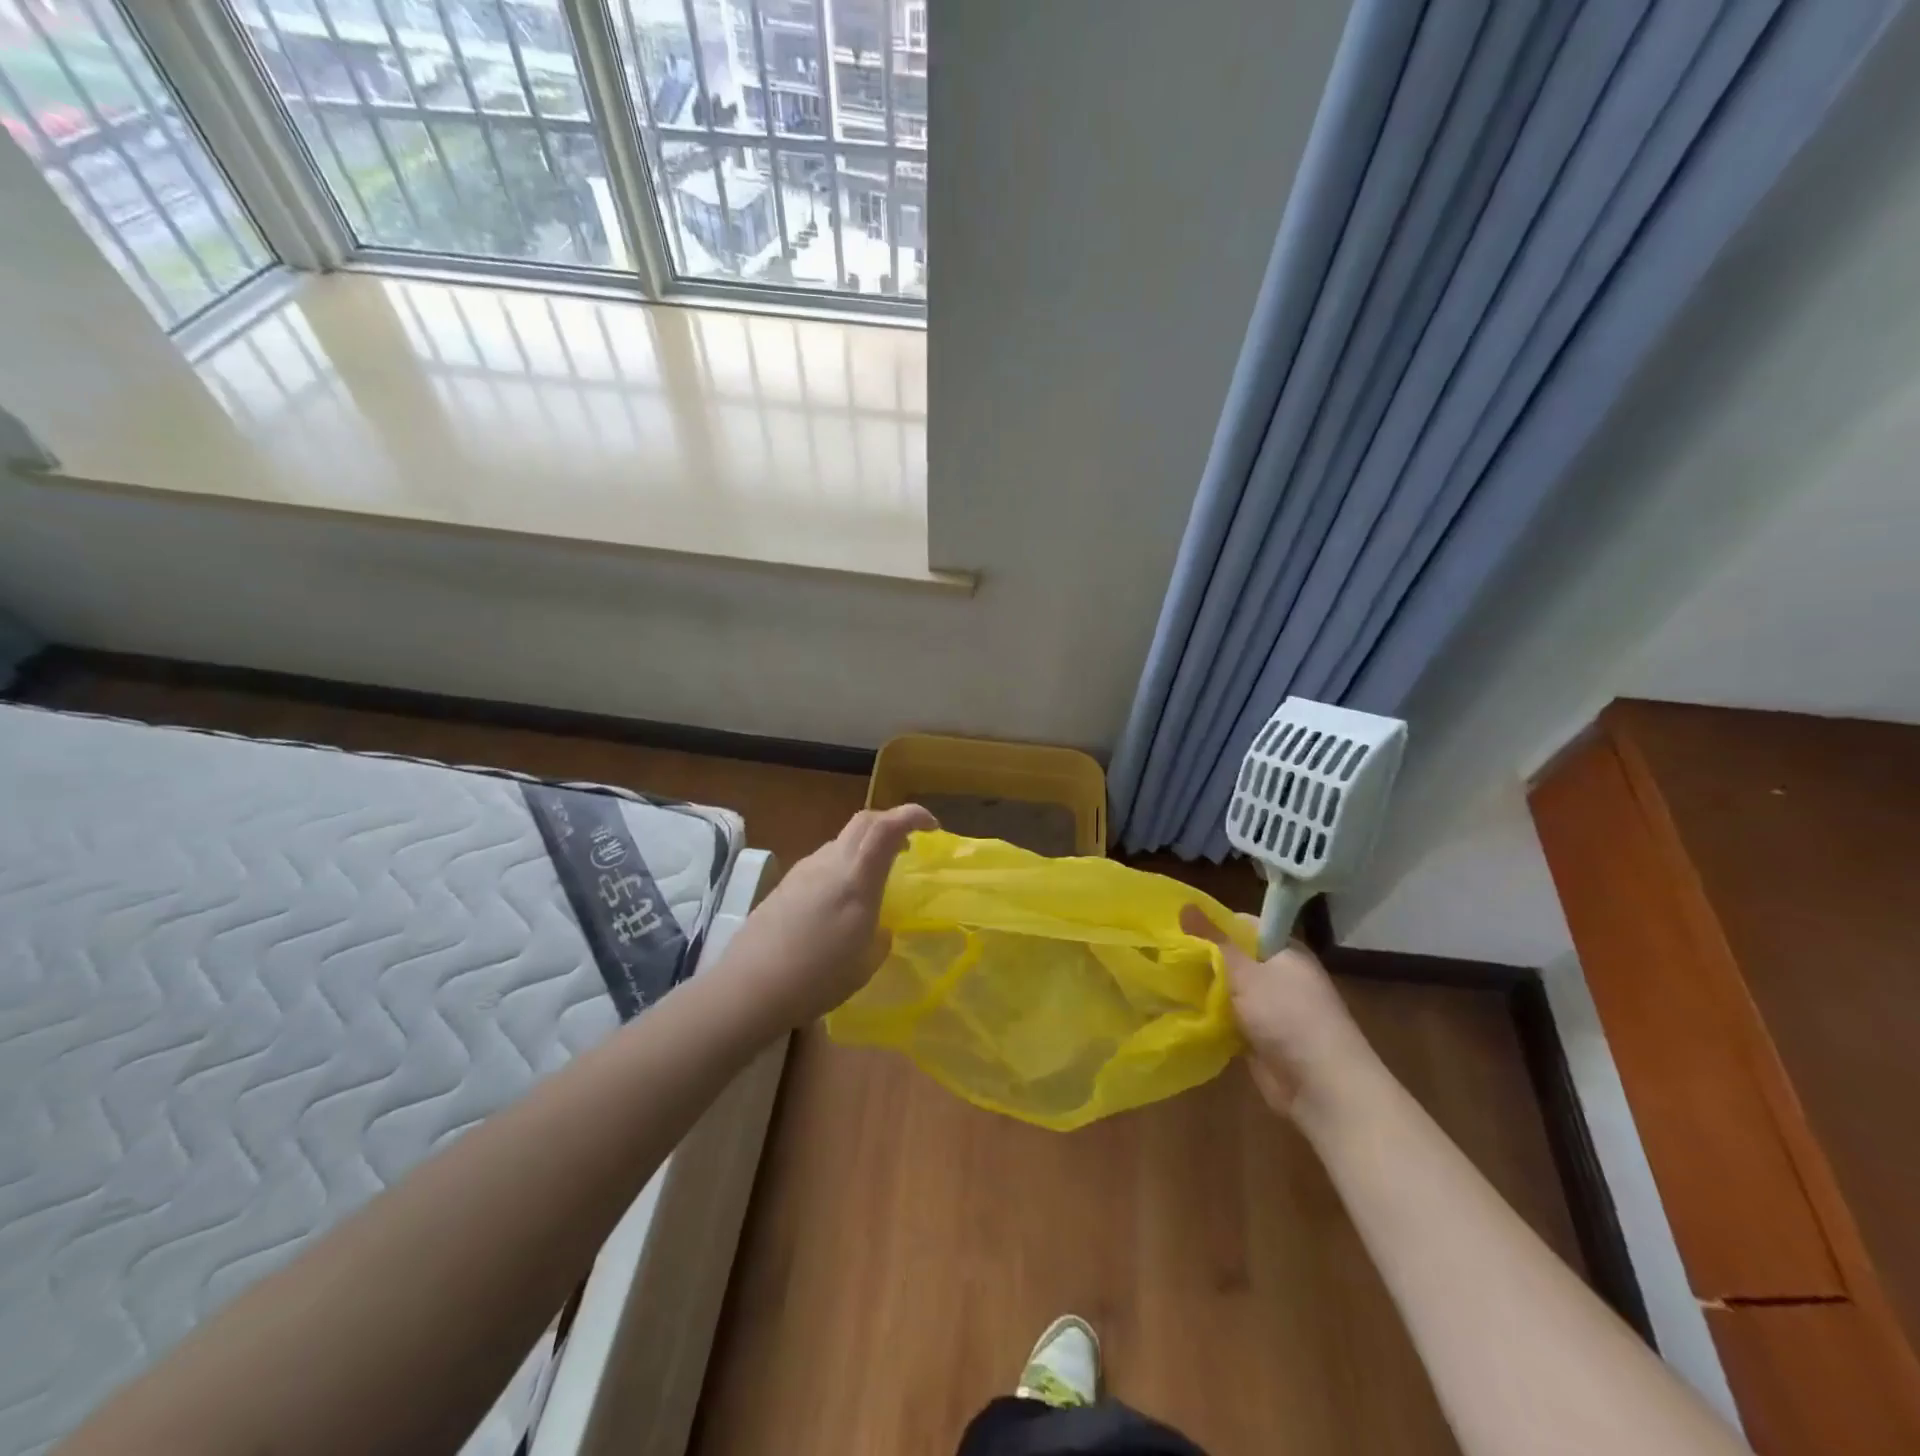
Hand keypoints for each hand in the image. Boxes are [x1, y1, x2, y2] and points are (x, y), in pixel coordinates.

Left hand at [719, 804, 936, 1029]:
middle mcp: (830, 863)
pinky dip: (843, 866)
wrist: (749, 987)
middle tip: (908, 846)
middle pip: (864, 821)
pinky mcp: (785, 884)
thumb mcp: (865, 964)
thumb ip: (880, 937)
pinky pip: (823, 861)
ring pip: (842, 841)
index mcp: (856, 879)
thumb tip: (880, 928)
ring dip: (865, 847)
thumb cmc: (816, 979)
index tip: (933, 827)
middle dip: (891, 823)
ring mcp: (804, 870)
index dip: (912, 816)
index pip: (887, 827)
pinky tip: (840, 901)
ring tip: (875, 878)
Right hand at [1180, 906, 1376, 1121]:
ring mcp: (1268, 1007)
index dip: (1211, 924)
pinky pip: (1226, 1017)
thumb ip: (1213, 939)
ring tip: (1162, 980)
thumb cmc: (1287, 1015)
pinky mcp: (1258, 1036)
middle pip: (1231, 957)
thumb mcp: (1247, 971)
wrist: (1321, 1086)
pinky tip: (1178, 1009)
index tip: (1176, 928)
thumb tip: (1185, 905)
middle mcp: (1277, 974)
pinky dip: (1208, 1015)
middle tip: (1162, 955)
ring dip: (1201, 988)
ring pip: (1226, 989)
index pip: (1241, 925)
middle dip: (1200, 958)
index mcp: (1283, 950)